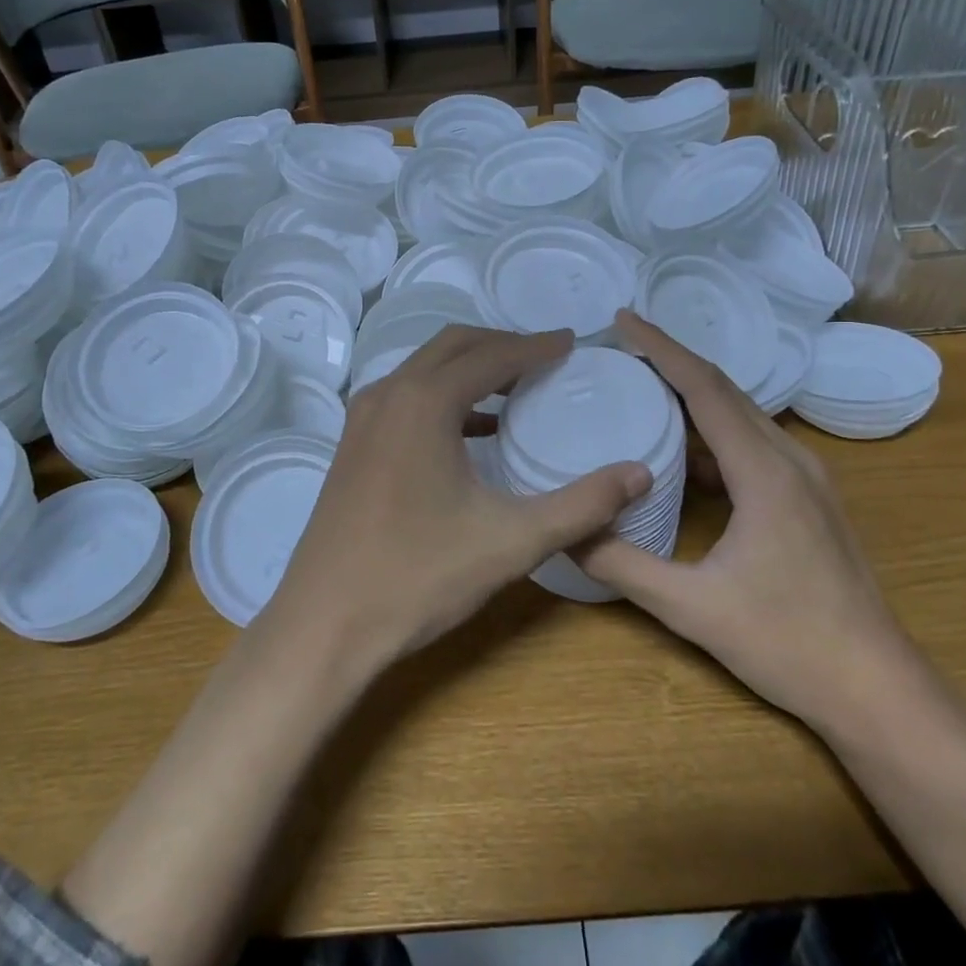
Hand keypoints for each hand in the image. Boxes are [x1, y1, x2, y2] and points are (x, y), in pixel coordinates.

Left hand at [265, 325, 651, 668]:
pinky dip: (443, 395)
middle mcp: (388, 394)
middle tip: (547, 356)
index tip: (572, 342)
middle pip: (453, 346)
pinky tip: (474, 430)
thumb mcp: (511, 540)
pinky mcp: (352, 444)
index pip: (491, 355)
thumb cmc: (419, 576)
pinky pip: (405, 397)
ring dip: (469, 367)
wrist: (324, 624)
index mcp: (424, 401)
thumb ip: (581, 505)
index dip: (536, 346)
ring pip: (424, 369)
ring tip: (516, 385)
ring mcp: (362, 418)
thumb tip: (640, 473)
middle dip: (502, 344)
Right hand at [577, 311, 907, 728]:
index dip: (661, 348)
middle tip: (619, 348)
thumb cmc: (788, 643)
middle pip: (724, 391)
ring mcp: (805, 479)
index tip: (622, 320)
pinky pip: (751, 445)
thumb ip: (623, 567)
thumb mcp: (692, 608)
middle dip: (671, 362)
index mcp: (764, 471)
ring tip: (641, 387)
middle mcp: (789, 460)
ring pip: (740, 417)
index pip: (704, 388)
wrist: (877, 689)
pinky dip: (711, 434)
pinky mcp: (806, 499)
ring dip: (692, 396)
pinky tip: (680, 454)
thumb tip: (565, 533)